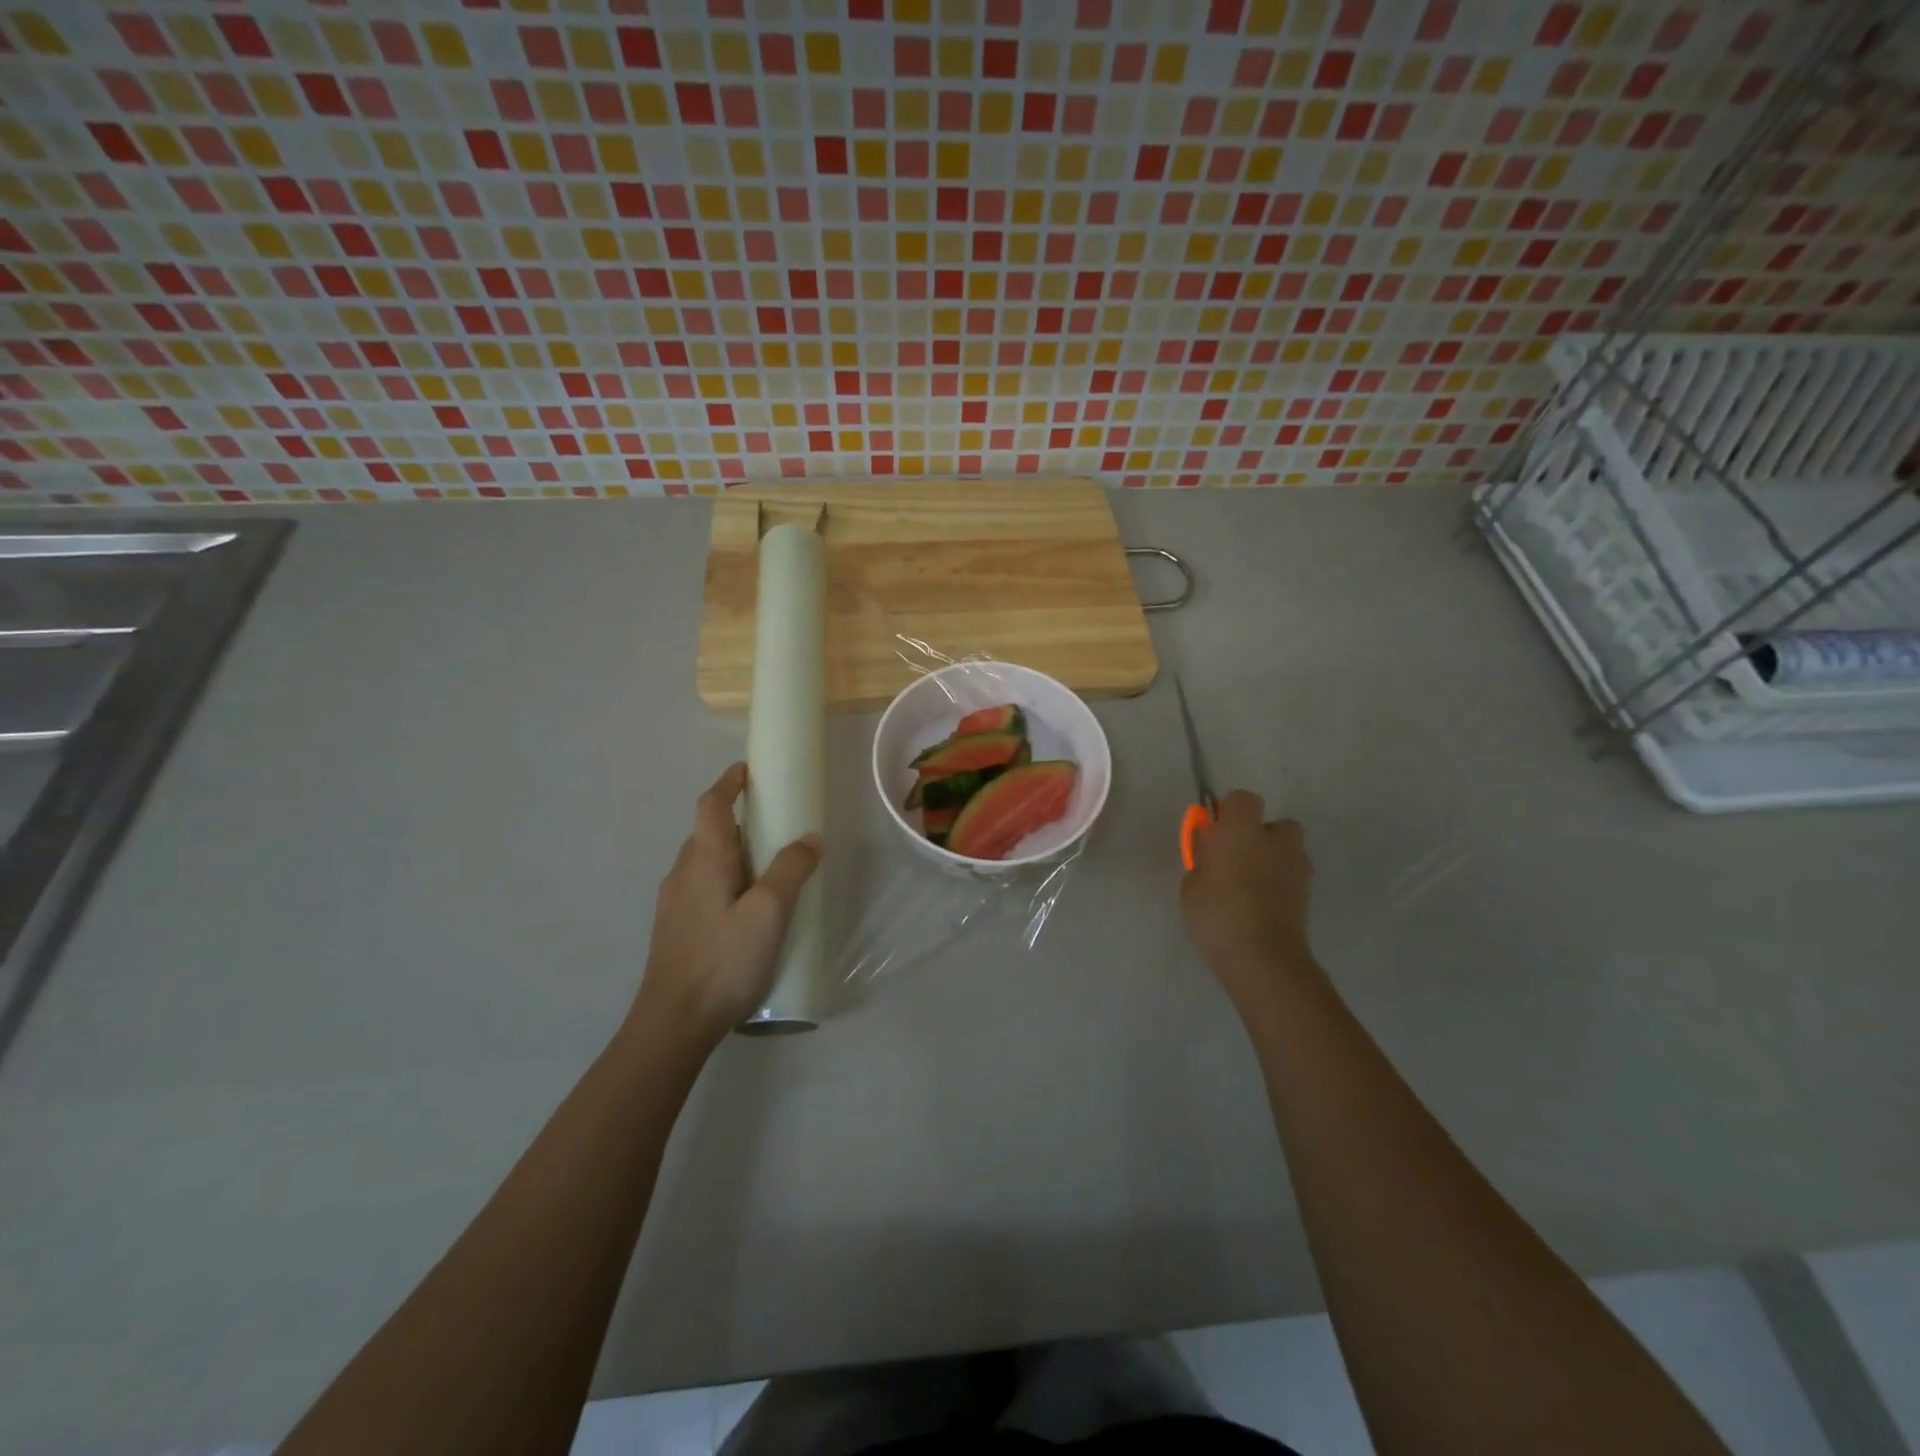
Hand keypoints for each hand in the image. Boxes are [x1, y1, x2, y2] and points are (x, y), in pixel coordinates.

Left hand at [636, 762, 822, 1046]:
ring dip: (732, 853)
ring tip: (768, 869)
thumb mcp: (769, 912)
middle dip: (737, 820)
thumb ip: (791, 869)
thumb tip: (810, 837)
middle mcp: (682, 874)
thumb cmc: (723, 959)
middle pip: (707, 833)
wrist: (673, 1022)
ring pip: (704, 863)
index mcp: (703, 860)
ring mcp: (674, 904)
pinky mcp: (675, 930)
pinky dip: (726, 880)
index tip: (748, 770)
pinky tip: (746, 910)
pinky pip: (702, 887)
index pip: (712, 805)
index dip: (729, 783)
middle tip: (774, 825)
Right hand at [1180, 791, 1316, 1011]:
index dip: (1228, 812)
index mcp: (1241, 829)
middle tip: (1235, 858)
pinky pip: (1292, 875)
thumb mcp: (1191, 884)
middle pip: (1275, 824)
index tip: (1214, 833)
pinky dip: (1281, 882)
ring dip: (1273, 857)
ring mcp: (1297, 866)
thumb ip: (1203, 858)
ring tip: (1250, 884)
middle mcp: (1275, 840)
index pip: (1242, 799)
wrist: (1263, 957)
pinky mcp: (1308, 892)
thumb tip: (1210, 848)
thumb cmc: (1217, 914)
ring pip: (1288, 849)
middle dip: (1260, 835)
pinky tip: (1262, 903)